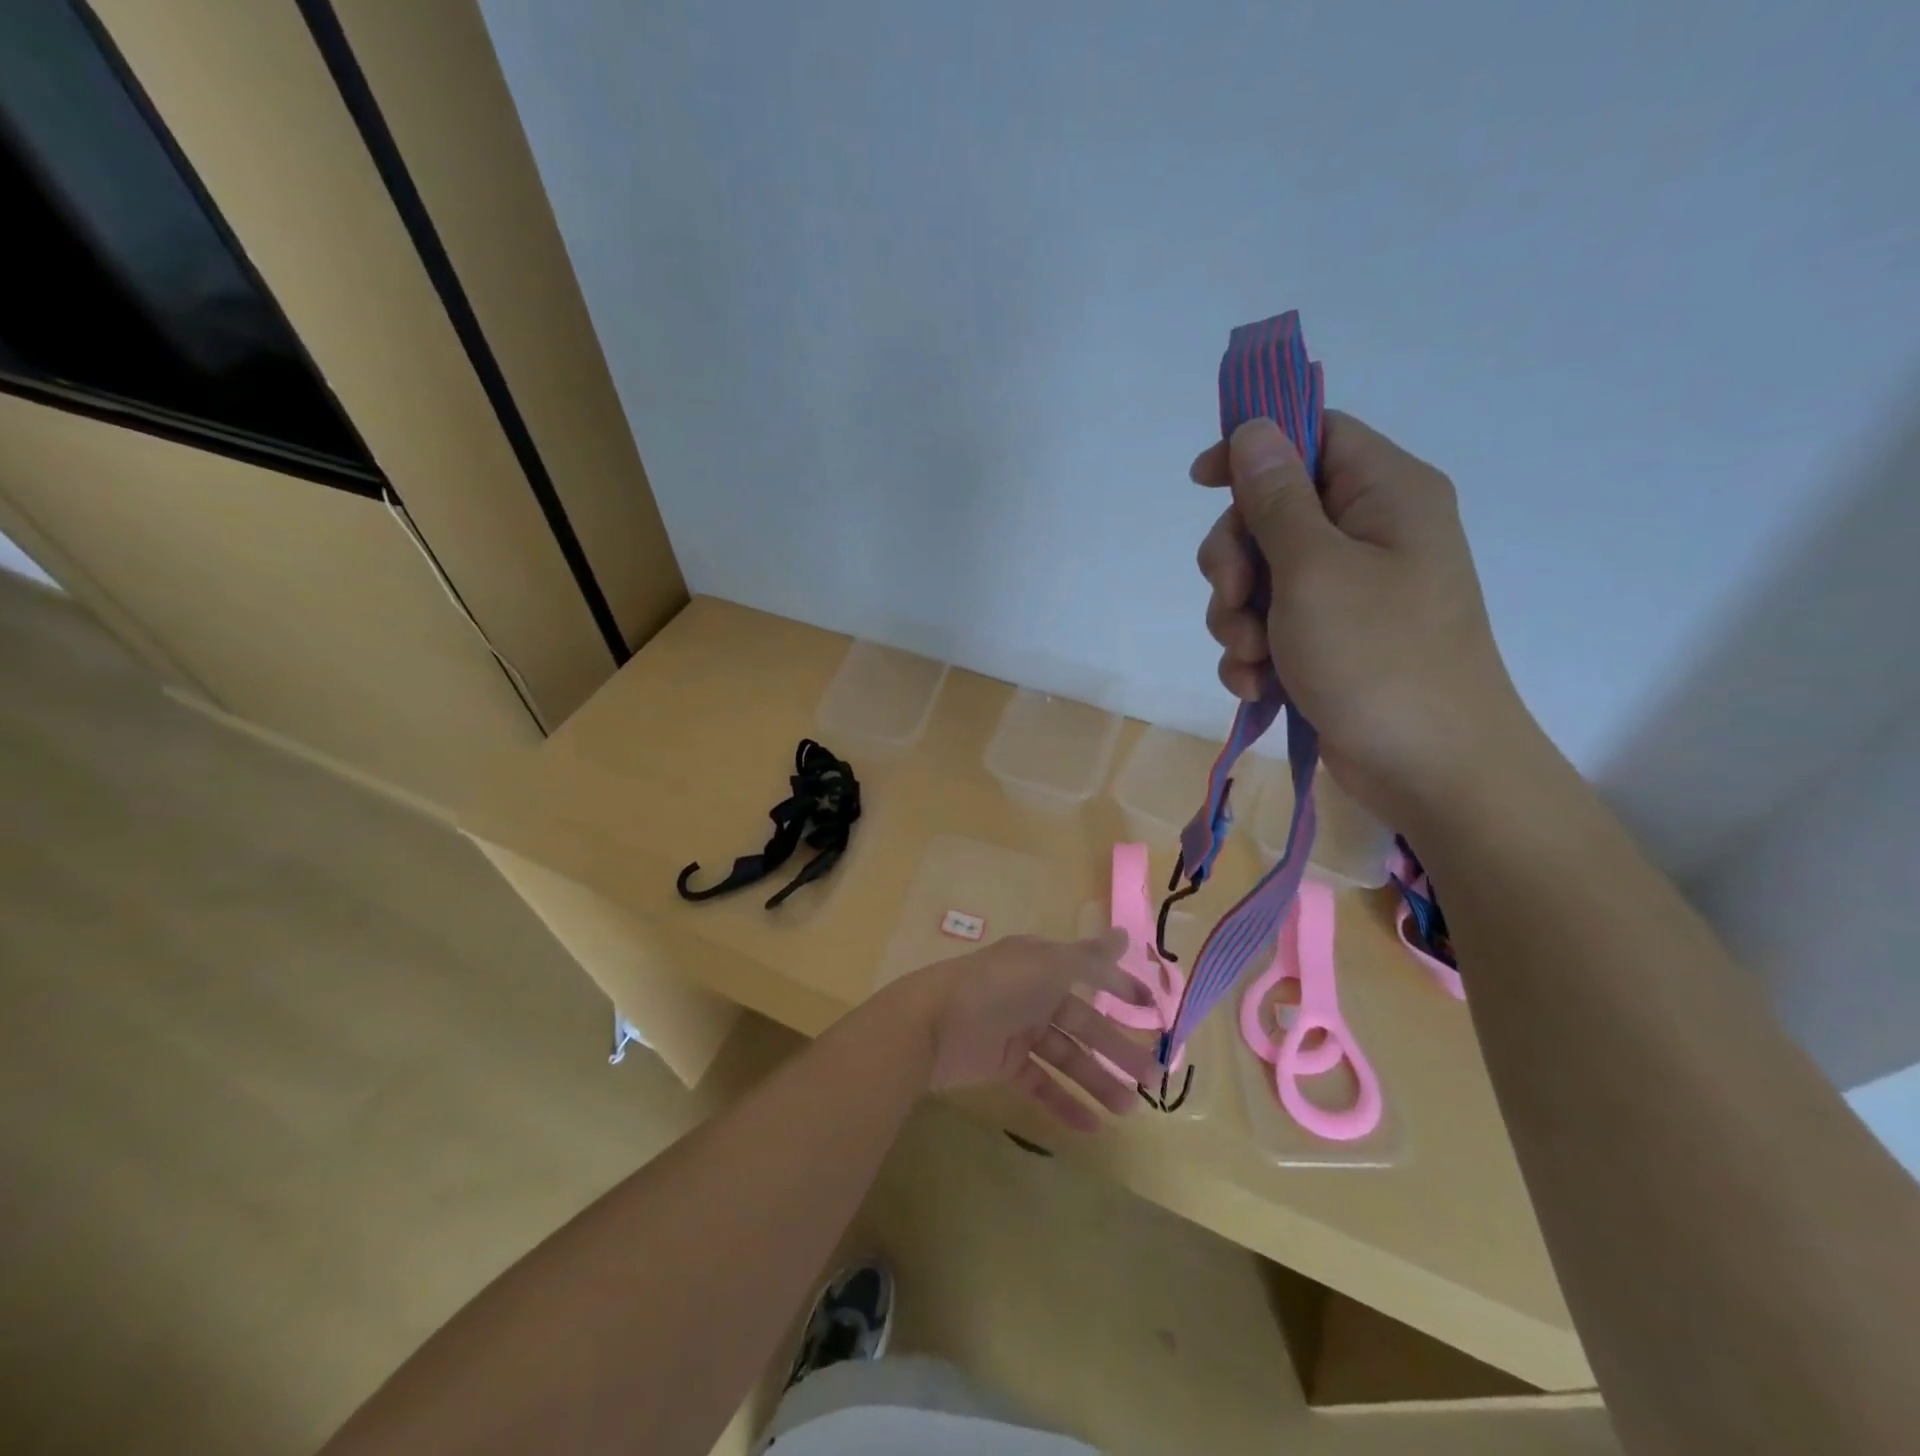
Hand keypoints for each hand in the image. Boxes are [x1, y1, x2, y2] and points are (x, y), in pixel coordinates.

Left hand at [883, 929, 1160, 1131]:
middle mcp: (1033, 993)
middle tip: (1154, 1077)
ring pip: (1067, 1056)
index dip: (1121, 989)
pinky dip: (1064, 1102)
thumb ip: (1089, 958)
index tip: (1155, 1011)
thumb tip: (1123, 937)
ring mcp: (1018, 1029)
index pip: (1091, 974)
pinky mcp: (1003, 1064)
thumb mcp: (1048, 965)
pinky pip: (1041, 1083)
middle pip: (1084, 1022)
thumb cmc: (997, 987)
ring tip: (1129, 1109)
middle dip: (1118, 1048)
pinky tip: (1092, 1125)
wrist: (932, 1025)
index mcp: (1043, 964)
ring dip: (1098, 1080)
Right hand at [1190, 412, 1539, 822]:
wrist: (1430, 770)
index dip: (1254, 451)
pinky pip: (1270, 627)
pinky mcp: (1329, 642)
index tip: (1201, 483)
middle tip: (1234, 598)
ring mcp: (1348, 593)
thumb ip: (1276, 498)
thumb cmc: (1378, 657)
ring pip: (1261, 578)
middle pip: (1272, 514)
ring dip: (1238, 618)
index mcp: (1385, 495)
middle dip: (1236, 560)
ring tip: (1253, 657)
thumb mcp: (1314, 569)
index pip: (1313, 436)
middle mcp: (1369, 535)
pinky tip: (1259, 685)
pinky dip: (1254, 654)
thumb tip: (1253, 430)